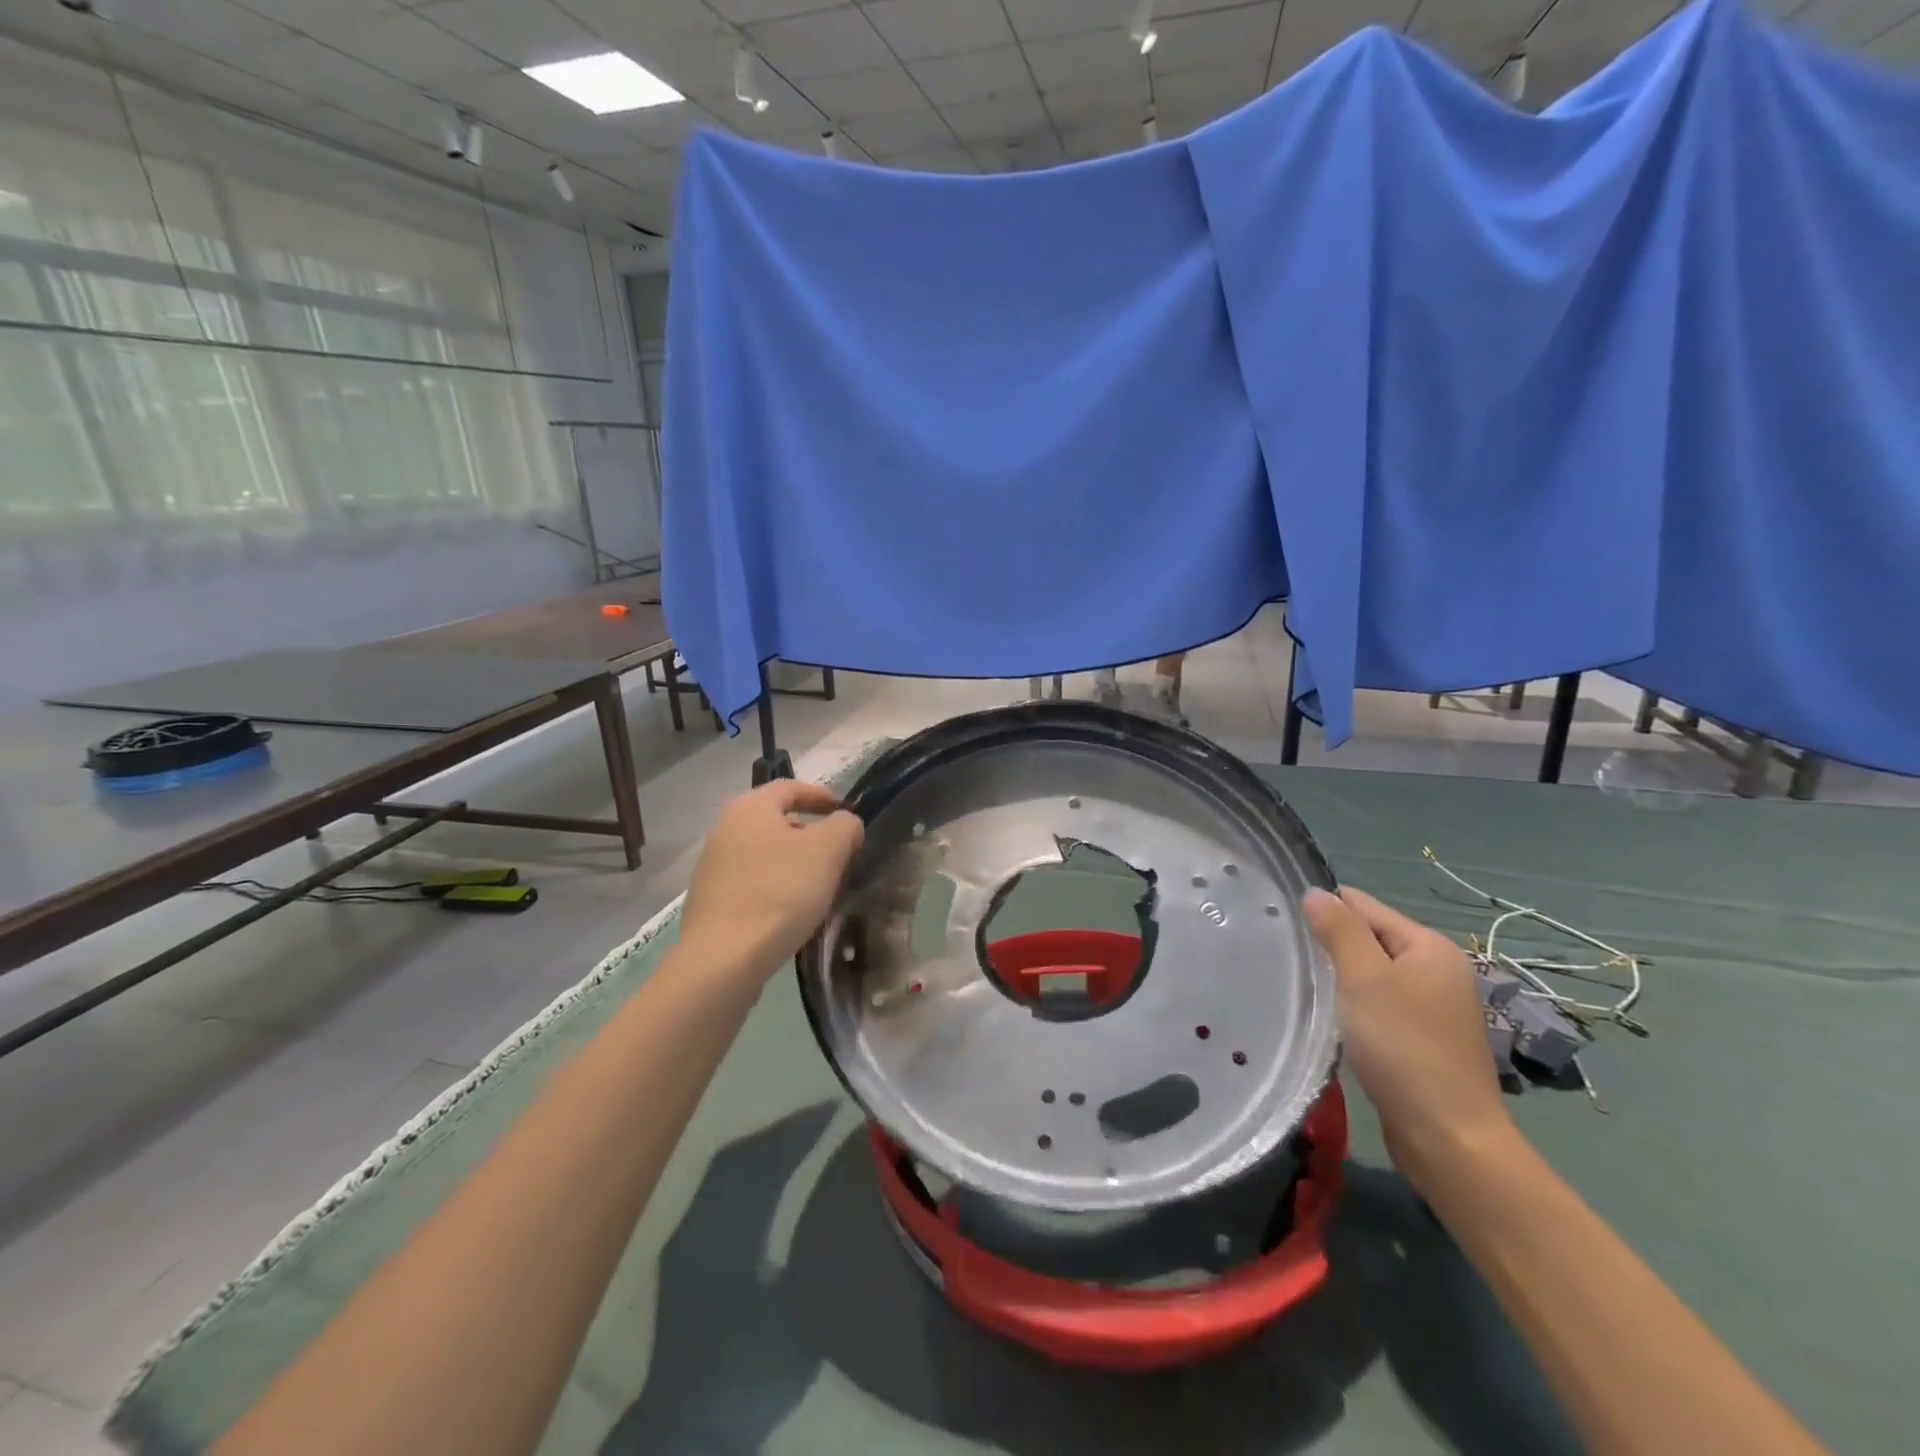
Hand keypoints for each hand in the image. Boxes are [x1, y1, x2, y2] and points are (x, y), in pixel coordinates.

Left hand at [678, 781, 864, 982]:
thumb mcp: (828, 851)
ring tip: (819, 885)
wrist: (724, 959)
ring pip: (764, 854)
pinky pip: (752, 883)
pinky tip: (791, 911)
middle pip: (776, 821)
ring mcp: (712, 868)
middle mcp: (724, 830)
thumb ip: (845, 826)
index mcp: (749, 808)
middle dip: (809, 833)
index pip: (790, 787)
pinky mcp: (711, 902)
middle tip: (838, 853)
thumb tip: (845, 824)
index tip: (844, 811)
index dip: (821, 796)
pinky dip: (775, 888)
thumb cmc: (780, 892)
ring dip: (793, 863)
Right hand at [1303, 886, 1516, 1191]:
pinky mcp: (1423, 1038)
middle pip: (1370, 938)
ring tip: (1303, 985)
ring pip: (1373, 973)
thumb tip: (1315, 892)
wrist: (1448, 1137)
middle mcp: (1438, 969)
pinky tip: (1332, 1017)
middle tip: (1289, 958)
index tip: (1284, 924)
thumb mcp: (1363, 979)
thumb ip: (1339, 930)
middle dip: (1332, 944)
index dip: (1325, 911)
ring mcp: (1434, 1006)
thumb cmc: (1403, 1047)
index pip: (1364, 906)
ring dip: (1341, 977)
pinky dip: (1355, 1004)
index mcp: (1429, 946)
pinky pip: (1380, 1003)